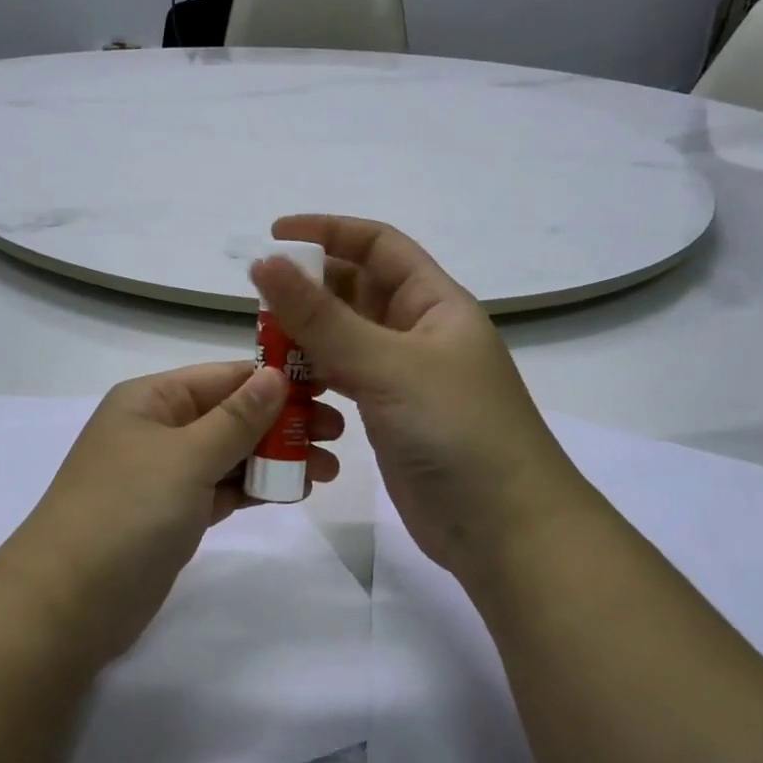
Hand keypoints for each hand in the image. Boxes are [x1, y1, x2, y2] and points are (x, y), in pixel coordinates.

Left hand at [0, 362, 342, 662]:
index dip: (276, 379)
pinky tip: (292, 491)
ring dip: (275, 458)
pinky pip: (222, 489)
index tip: (330, 387)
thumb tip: (276, 374)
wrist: (67, 604)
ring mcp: (164, 474)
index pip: (224, 376)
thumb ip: (236, 418)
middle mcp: (157, 428)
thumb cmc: (126, 511)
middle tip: (337, 436)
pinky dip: (254, 488)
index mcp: (152, 399)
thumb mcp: (186, 456)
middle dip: (282, 422)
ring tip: (326, 469)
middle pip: (231, 414)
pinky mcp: (172, 515)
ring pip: (230, 454)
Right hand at [249, 216, 594, 587]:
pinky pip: (342, 379)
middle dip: (308, 288)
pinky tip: (284, 386)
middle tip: (257, 301)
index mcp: (434, 304)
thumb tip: (265, 263)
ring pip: (343, 338)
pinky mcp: (387, 416)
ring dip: (304, 336)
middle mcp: (418, 333)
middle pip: (355, 291)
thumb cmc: (457, 430)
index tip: (275, 236)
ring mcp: (402, 377)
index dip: (329, 232)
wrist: (504, 530)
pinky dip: (312, 376)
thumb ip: (322, 317)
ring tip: (262, 344)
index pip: (379, 246)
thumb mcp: (387, 365)